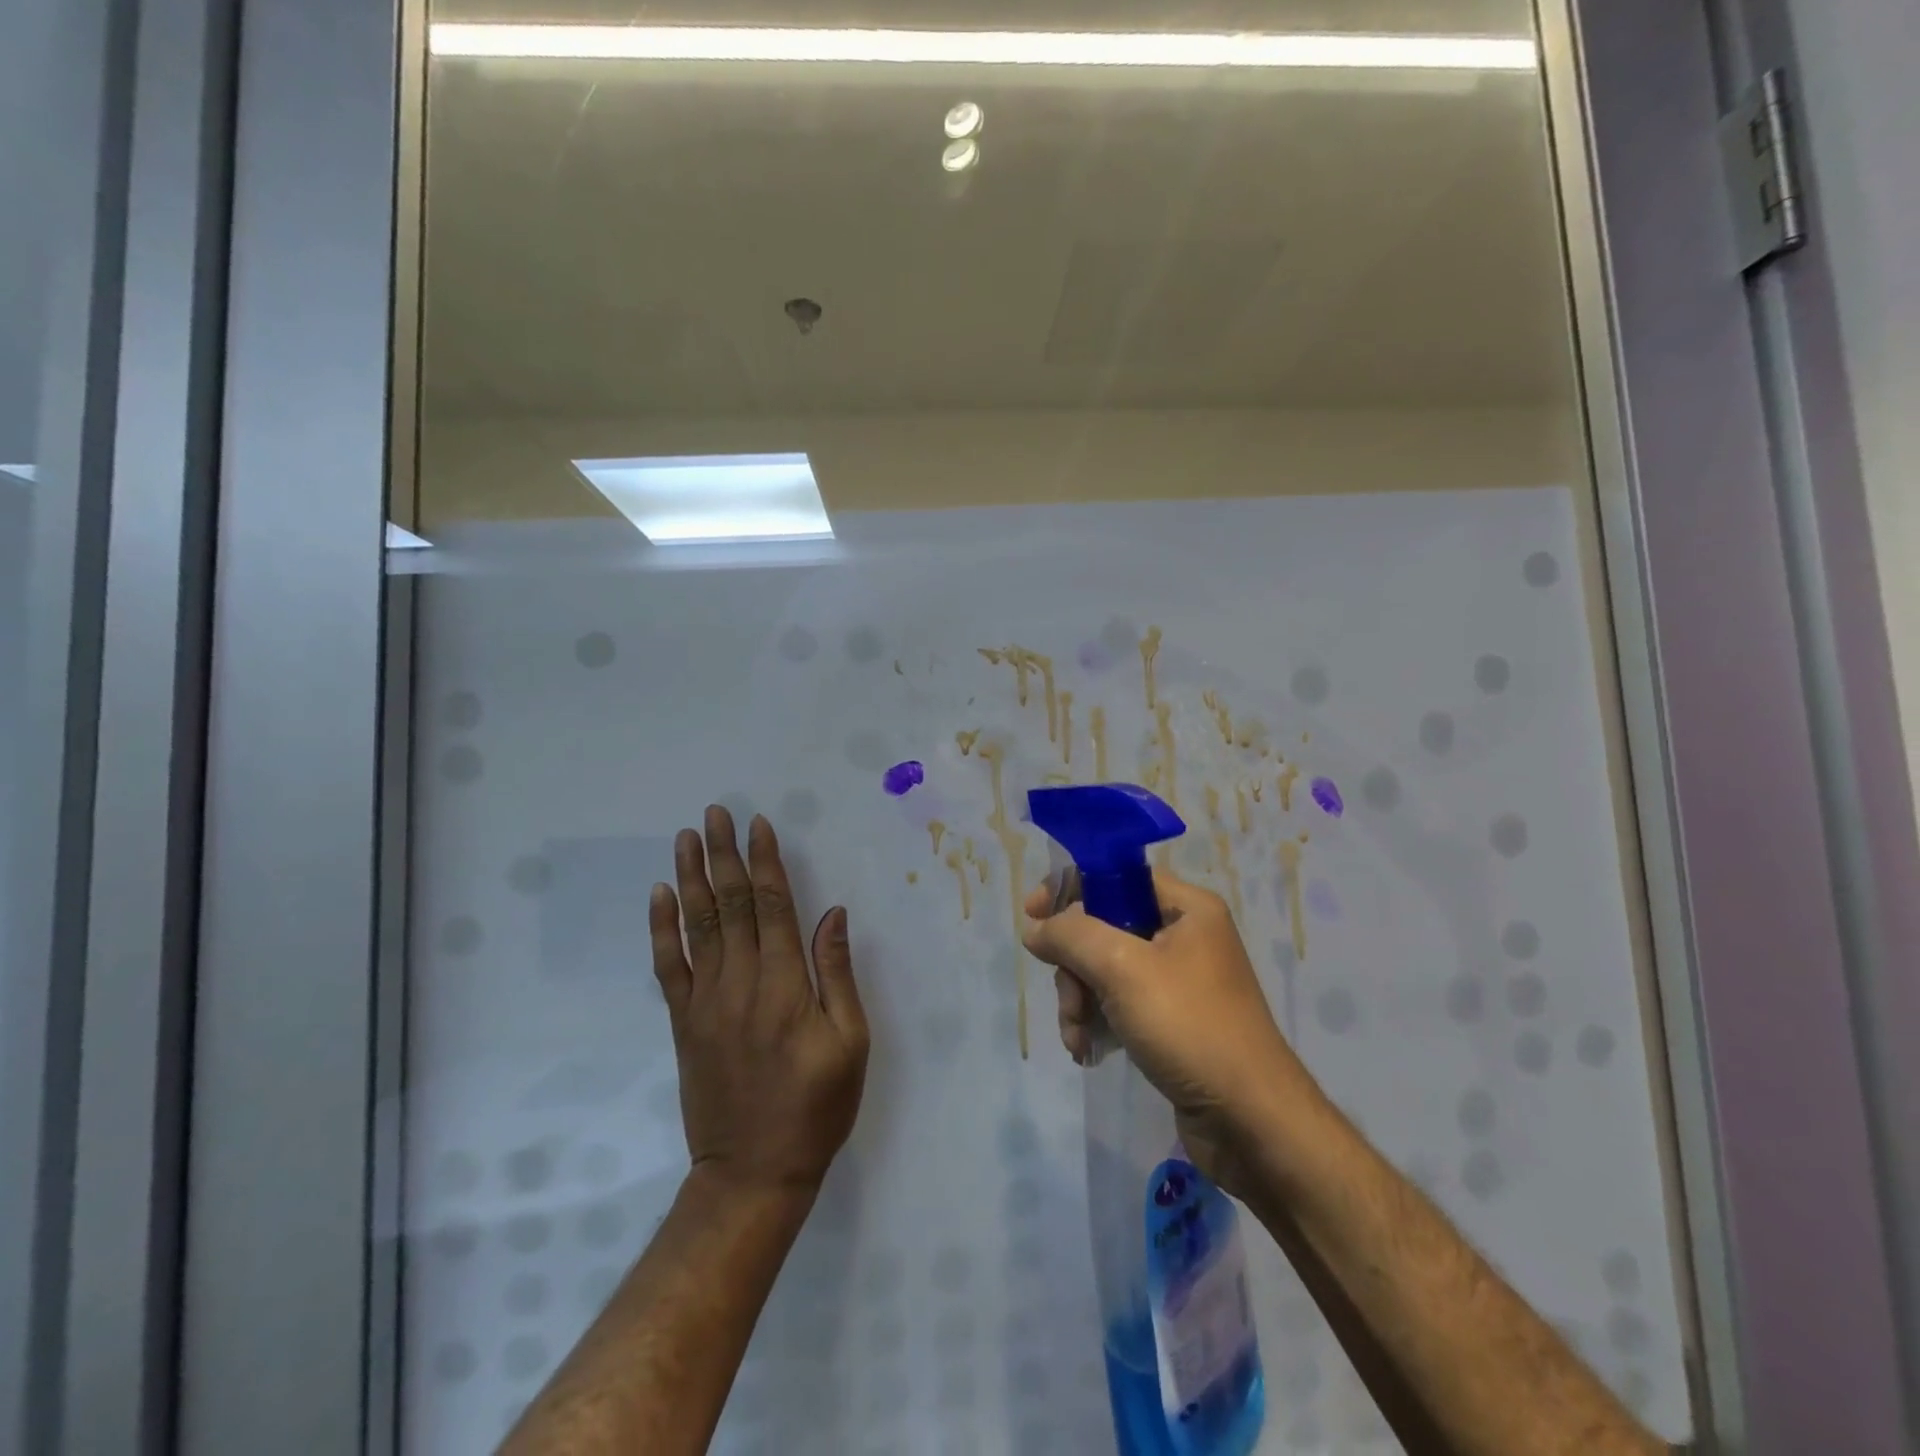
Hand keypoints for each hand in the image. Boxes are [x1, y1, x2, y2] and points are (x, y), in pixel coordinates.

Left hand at [651, 806, 869, 1195]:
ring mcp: (705, 1001)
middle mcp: (740, 982)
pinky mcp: (683, 1022)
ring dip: (692, 877)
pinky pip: (669, 966)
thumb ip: (837, 974)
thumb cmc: (815, 1107)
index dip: (765, 861)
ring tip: (687, 837)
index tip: (758, 824)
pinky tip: (661, 895)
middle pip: (730, 904)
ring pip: (697, 925)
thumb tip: (832, 914)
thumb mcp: (850, 1043)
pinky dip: (662, 928)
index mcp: (785, 984)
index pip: (772, 906)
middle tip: (715, 813)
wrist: (752, 1173)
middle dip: (724, 855)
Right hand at [1022, 870, 1320, 1197]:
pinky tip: (1087, 1050)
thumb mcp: (1122, 968)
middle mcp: (1185, 936)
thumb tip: (1036, 928)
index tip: (1034, 914)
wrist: (1251, 1121)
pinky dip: (1097, 1021)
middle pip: (1104, 927)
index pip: (1117, 875)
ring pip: (1105, 969)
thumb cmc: (1189, 1026)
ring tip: (1077, 1036)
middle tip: (1069, 998)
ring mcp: (1179, 981)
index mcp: (1187, 908)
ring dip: (1079, 1000)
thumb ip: (1071, 936)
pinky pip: (1119, 1003)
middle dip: (1074, 964)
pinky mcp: (1172, 1021)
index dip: (1071, 889)